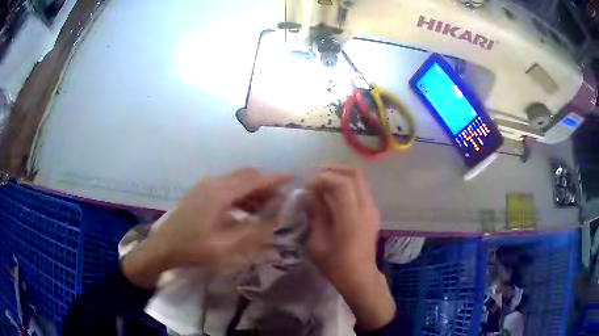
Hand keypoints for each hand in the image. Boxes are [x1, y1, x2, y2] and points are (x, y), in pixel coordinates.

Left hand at [122, 168, 292, 288]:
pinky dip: (240, 195)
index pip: (253, 180)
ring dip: (252, 191)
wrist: (163, 247)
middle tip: (278, 202)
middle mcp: (213, 184)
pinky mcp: (200, 193)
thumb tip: (276, 220)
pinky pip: (226, 187)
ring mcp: (204, 187)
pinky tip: (243, 211)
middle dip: (264, 186)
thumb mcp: (226, 247)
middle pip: (245, 176)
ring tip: (264, 209)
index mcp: (220, 194)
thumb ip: (254, 232)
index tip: (292, 178)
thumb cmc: (194, 249)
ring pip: (235, 181)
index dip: (274, 179)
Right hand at [306, 165, 394, 330]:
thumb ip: (315, 215)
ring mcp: (372, 209)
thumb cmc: (336, 265)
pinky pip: (360, 189)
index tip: (307, 185)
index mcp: (352, 219)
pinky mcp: (373, 212)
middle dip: (333, 169)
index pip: (342, 184)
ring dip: (339, 175)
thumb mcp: (317, 243)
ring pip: (359, 179)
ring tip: (321, 181)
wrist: (360, 277)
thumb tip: (308, 195)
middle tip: (314, 175)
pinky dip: (346, 185)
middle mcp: (367, 209)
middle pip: (355, 174)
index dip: (323, 178)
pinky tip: (332, 194)